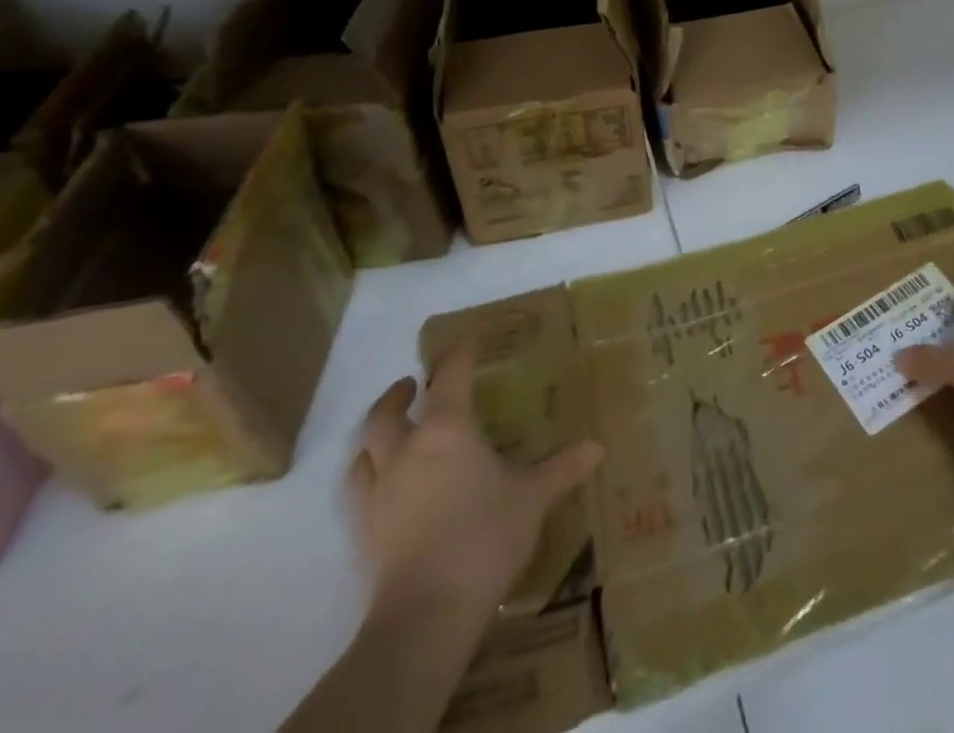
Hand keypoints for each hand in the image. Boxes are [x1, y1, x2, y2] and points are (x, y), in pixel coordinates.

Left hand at [348, 342, 602, 621]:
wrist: (427, 613)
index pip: (451, 377)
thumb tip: (597, 447)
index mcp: (449, 430)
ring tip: (389, 431)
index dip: (460, 354)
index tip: (468, 341)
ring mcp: (380, 491)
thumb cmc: (485, 537)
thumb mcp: (534, 498)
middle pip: (388, 412)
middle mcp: (408, 451)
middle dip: (400, 394)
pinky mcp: (364, 530)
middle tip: (413, 385)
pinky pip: (357, 490)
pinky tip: (380, 484)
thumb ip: (563, 469)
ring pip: (364, 450)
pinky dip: (366, 475)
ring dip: (376, 433)